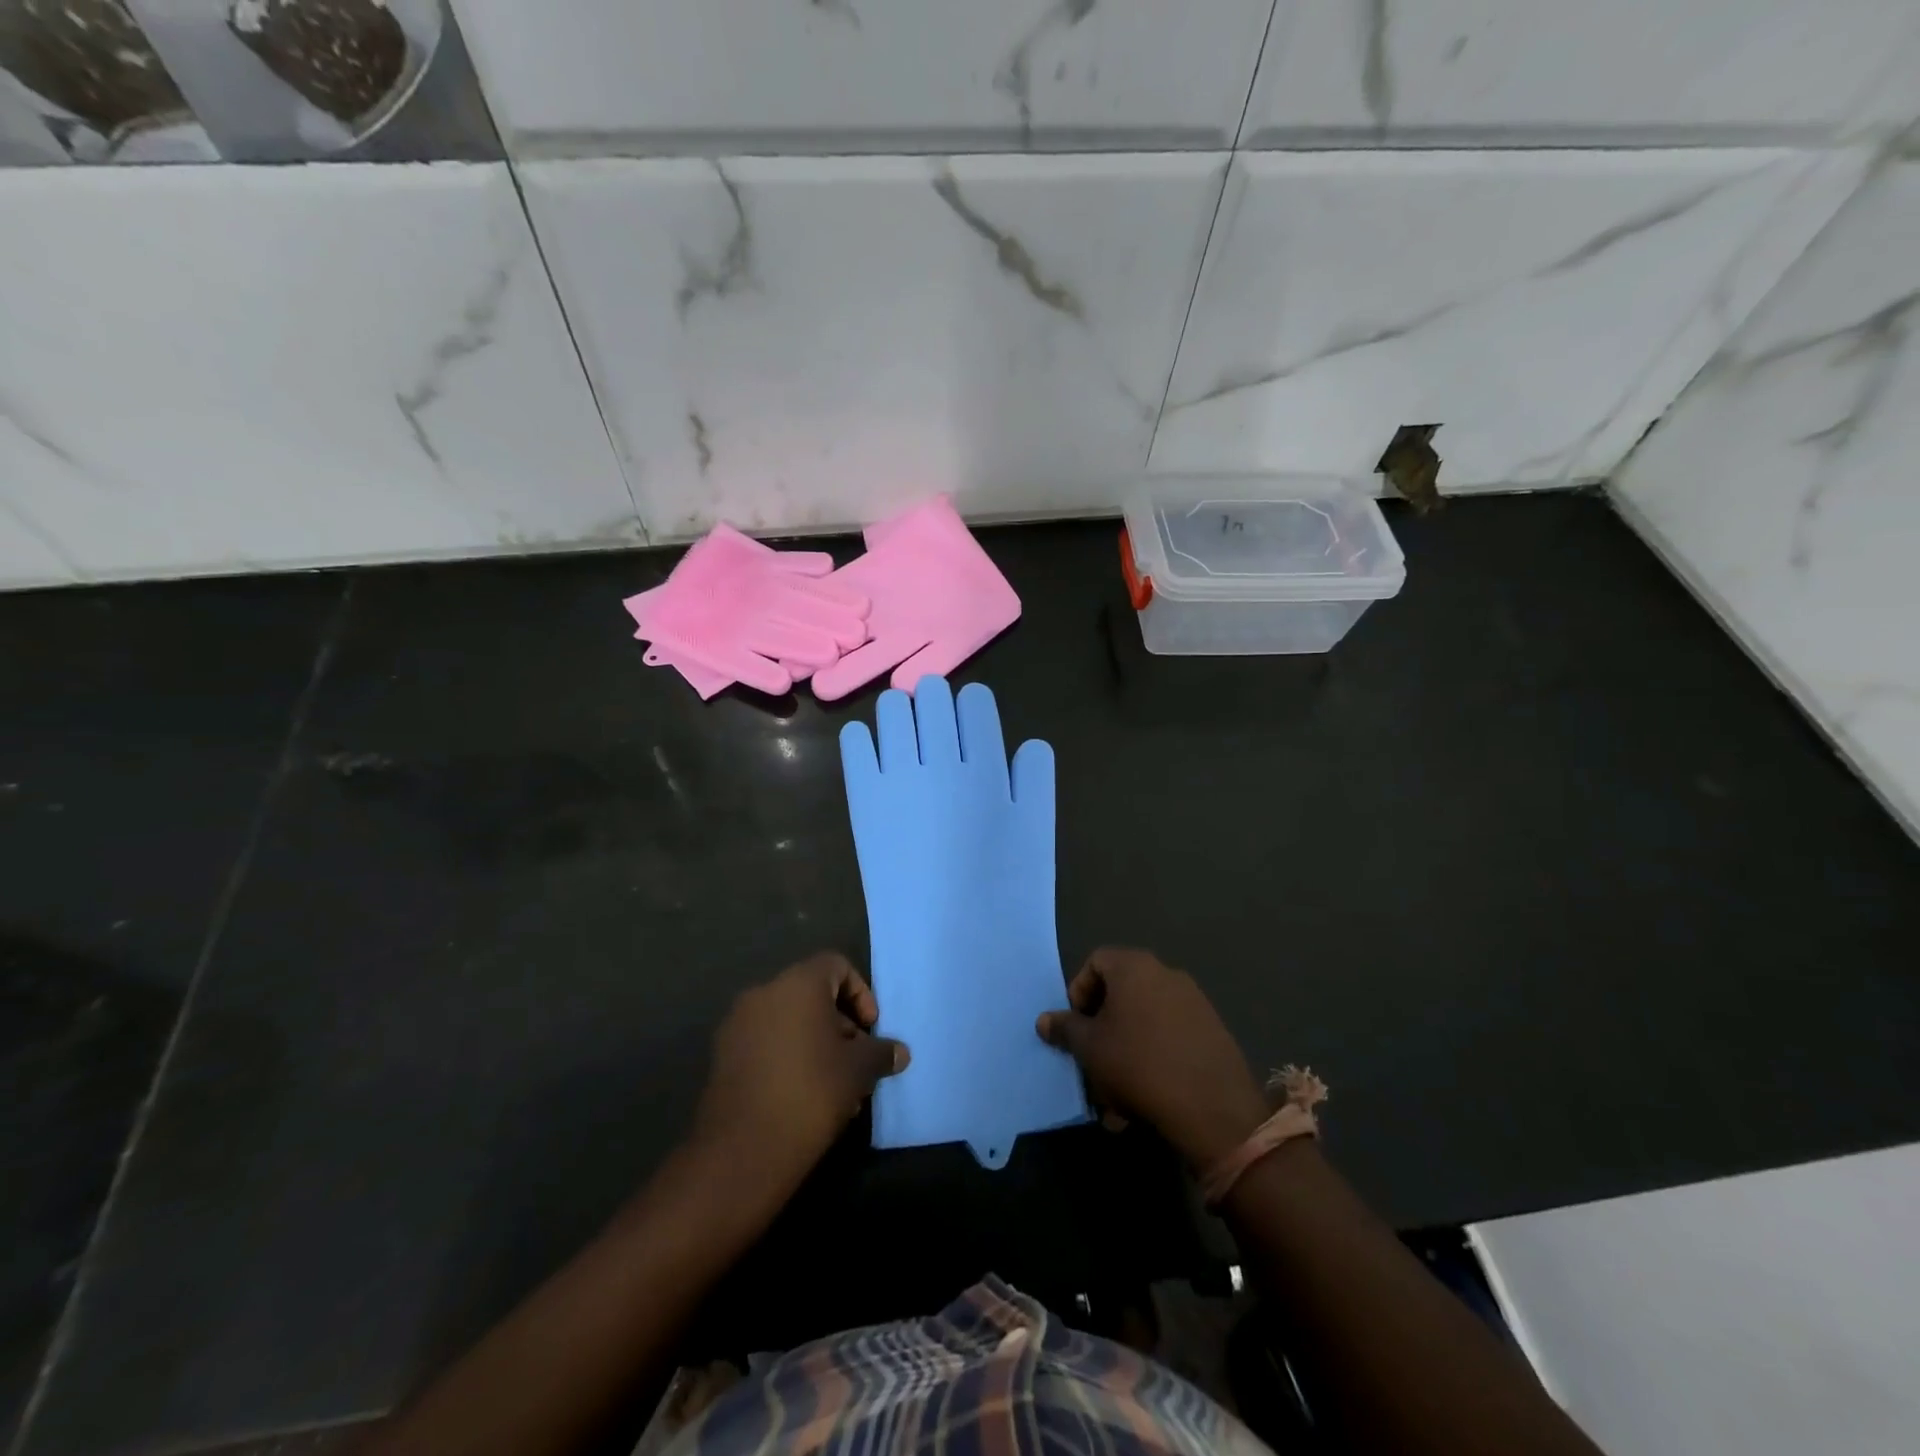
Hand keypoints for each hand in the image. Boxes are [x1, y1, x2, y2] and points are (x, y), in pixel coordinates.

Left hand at [691, 953, 909, 1198]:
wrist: (742, 1150)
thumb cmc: (811, 1092)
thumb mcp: (859, 1071)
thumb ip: (881, 1053)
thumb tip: (899, 1052)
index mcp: (797, 983)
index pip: (836, 965)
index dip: (860, 993)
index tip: (870, 1028)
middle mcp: (763, 993)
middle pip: (812, 994)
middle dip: (840, 1025)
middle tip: (857, 1062)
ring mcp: (737, 1025)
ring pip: (788, 1022)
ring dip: (816, 1044)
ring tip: (836, 1087)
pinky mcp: (722, 1057)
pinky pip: (765, 1043)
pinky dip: (788, 1058)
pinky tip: (804, 1097)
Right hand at [1037, 948, 1268, 1170]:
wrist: (1212, 1107)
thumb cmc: (1137, 1064)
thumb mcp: (1089, 1048)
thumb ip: (1065, 1028)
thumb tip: (1045, 1020)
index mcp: (1134, 967)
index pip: (1096, 961)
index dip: (1079, 991)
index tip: (1076, 1025)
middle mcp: (1166, 974)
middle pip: (1121, 993)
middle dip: (1102, 1028)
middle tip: (1093, 1061)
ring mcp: (1194, 1002)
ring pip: (1145, 1022)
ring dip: (1125, 1051)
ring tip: (1117, 1096)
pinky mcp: (1212, 1032)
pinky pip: (1170, 1038)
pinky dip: (1153, 1060)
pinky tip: (1146, 1099)